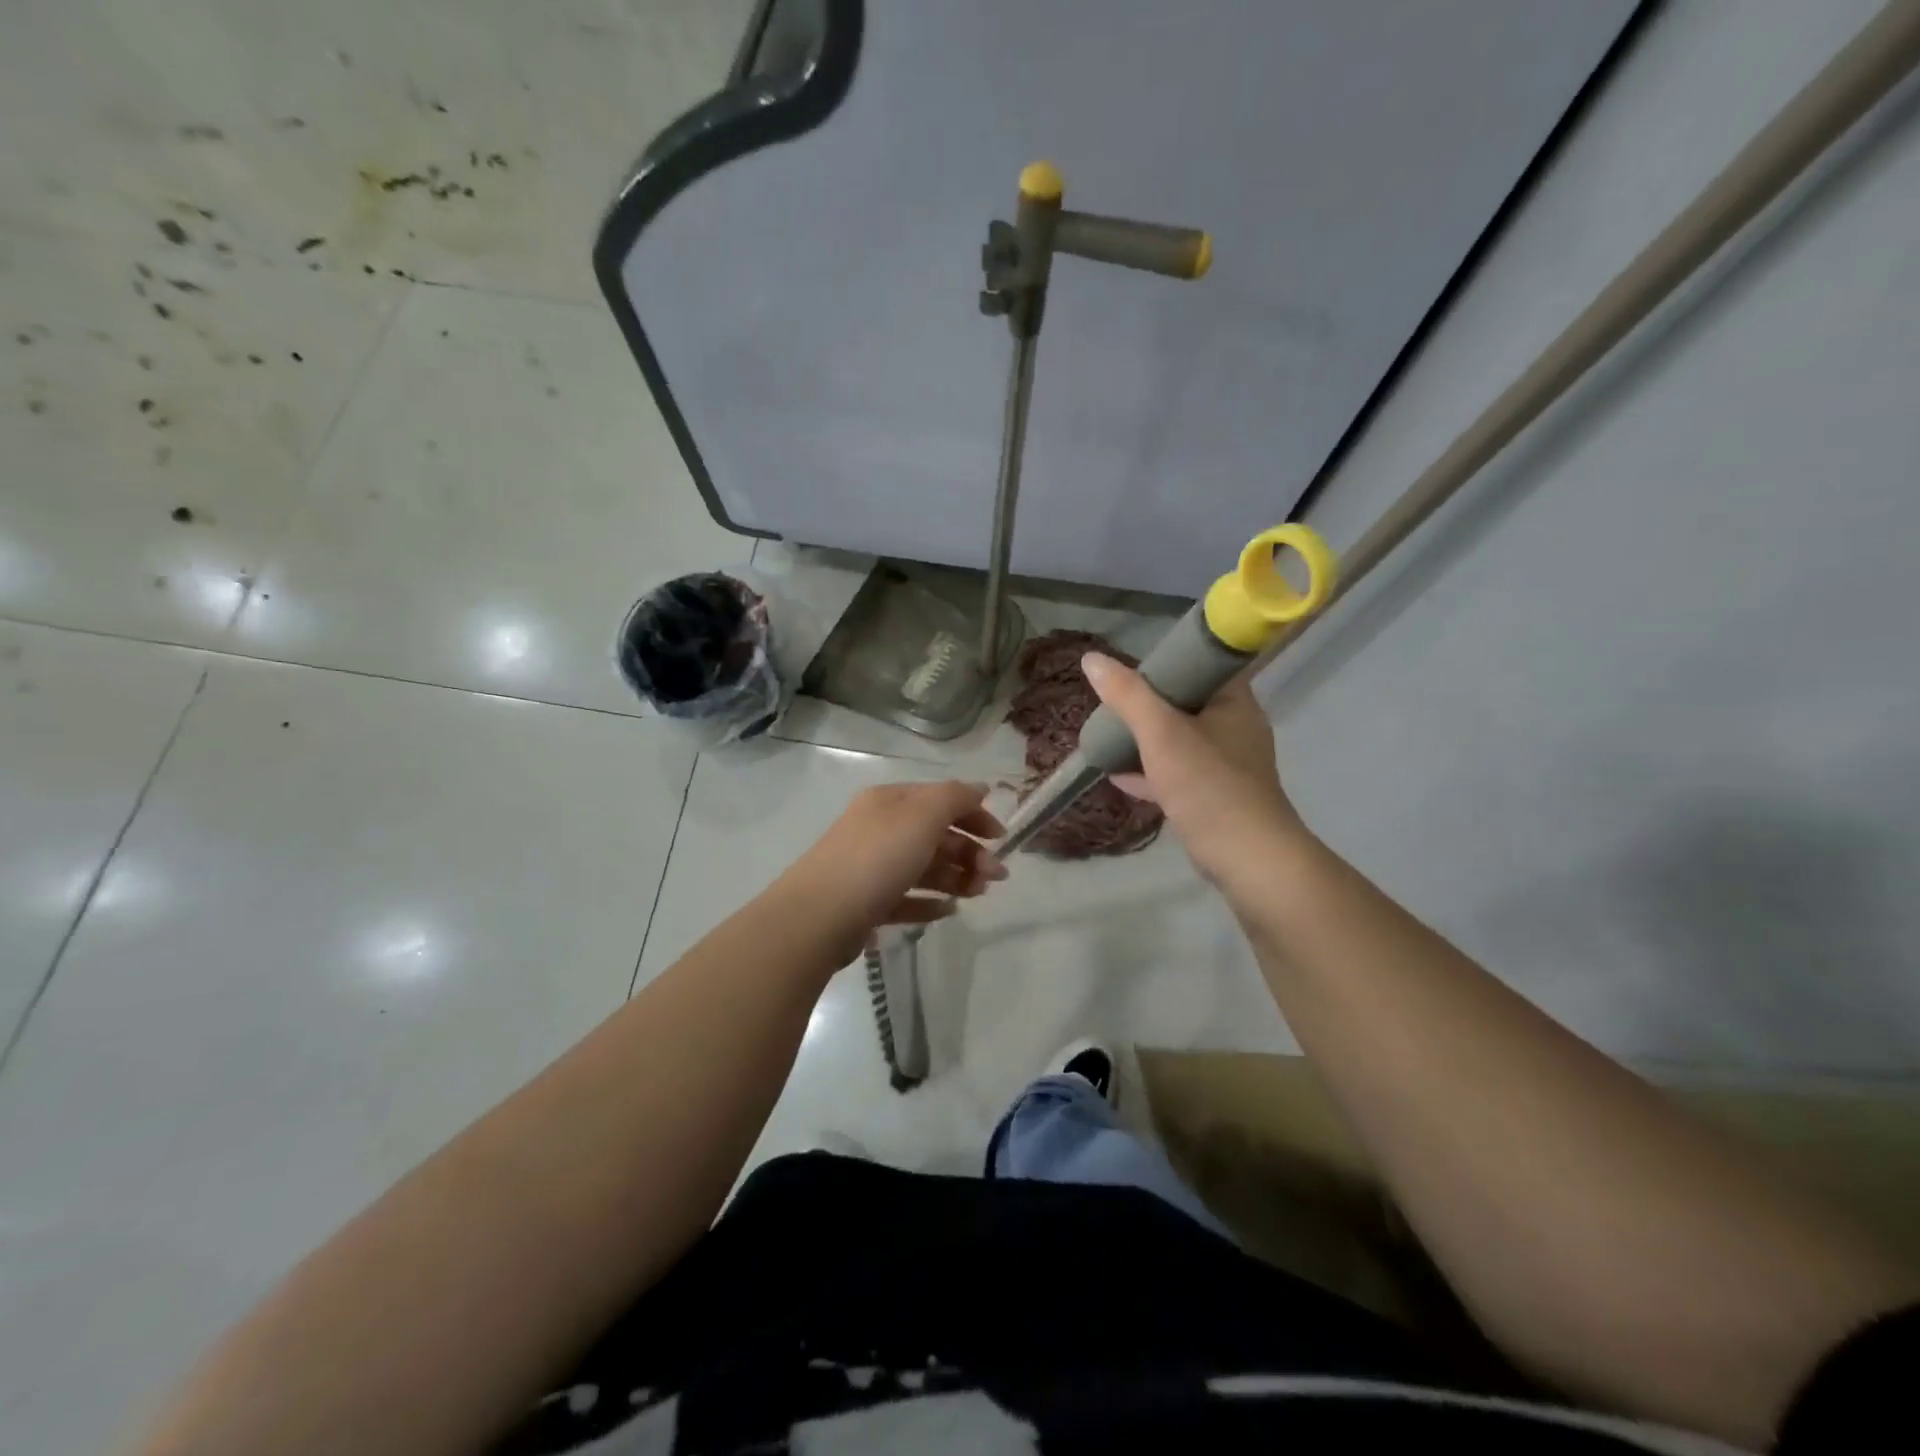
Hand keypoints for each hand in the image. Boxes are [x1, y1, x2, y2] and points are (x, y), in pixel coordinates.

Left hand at [781, 781, 1006, 960]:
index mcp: (890, 802)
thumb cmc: (877, 858)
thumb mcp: (922, 815)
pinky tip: (949, 911)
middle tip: (996, 876)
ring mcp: (871, 867)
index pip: (940, 798)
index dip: (974, 814)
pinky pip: (906, 899)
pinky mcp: (867, 903)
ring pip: (923, 867)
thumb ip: (956, 797)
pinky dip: (930, 902)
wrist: (820, 916)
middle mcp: (879, 829)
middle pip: (934, 835)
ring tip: (978, 894)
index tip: (1001, 838)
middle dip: (970, 852)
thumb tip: (980, 788)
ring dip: (956, 877)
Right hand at [1081, 652, 1310, 888]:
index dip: (1165, 661)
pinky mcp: (1216, 794)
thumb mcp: (1161, 733)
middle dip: (1146, 704)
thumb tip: (1091, 659)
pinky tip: (1118, 776)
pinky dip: (1151, 771)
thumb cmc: (1208, 784)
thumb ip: (1127, 696)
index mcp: (1234, 700)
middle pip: (1185, 702)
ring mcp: (1227, 763)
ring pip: (1179, 740)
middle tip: (1111, 703)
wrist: (1246, 857)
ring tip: (1109, 736)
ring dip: (1145, 739)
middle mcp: (1235, 726)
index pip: (1200, 663)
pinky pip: (1178, 773)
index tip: (1129, 669)